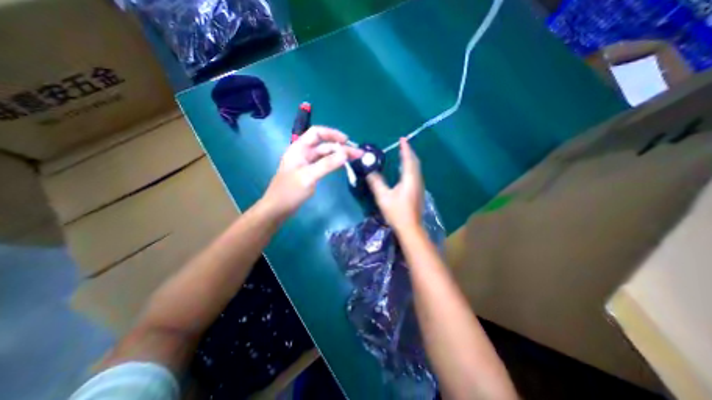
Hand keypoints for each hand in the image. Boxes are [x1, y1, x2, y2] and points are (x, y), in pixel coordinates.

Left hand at [261, 125, 363, 217]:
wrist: (278, 209)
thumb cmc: (290, 191)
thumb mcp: (309, 176)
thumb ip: (327, 164)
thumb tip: (345, 154)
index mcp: (299, 148)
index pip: (317, 133)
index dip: (332, 134)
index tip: (347, 141)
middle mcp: (303, 153)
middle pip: (324, 145)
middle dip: (340, 147)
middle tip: (357, 154)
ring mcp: (307, 163)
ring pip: (325, 155)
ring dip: (339, 155)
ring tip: (354, 159)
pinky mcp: (310, 172)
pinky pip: (324, 164)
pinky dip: (334, 163)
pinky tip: (343, 165)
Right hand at [367, 138, 420, 229]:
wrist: (410, 228)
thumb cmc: (397, 212)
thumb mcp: (383, 197)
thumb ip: (376, 182)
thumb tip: (369, 171)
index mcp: (409, 179)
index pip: (408, 159)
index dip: (405, 148)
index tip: (402, 139)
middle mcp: (417, 180)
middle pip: (415, 162)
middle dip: (409, 152)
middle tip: (402, 145)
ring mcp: (419, 187)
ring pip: (416, 168)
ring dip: (410, 160)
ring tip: (403, 154)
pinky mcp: (418, 192)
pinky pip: (415, 174)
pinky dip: (411, 167)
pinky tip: (405, 171)